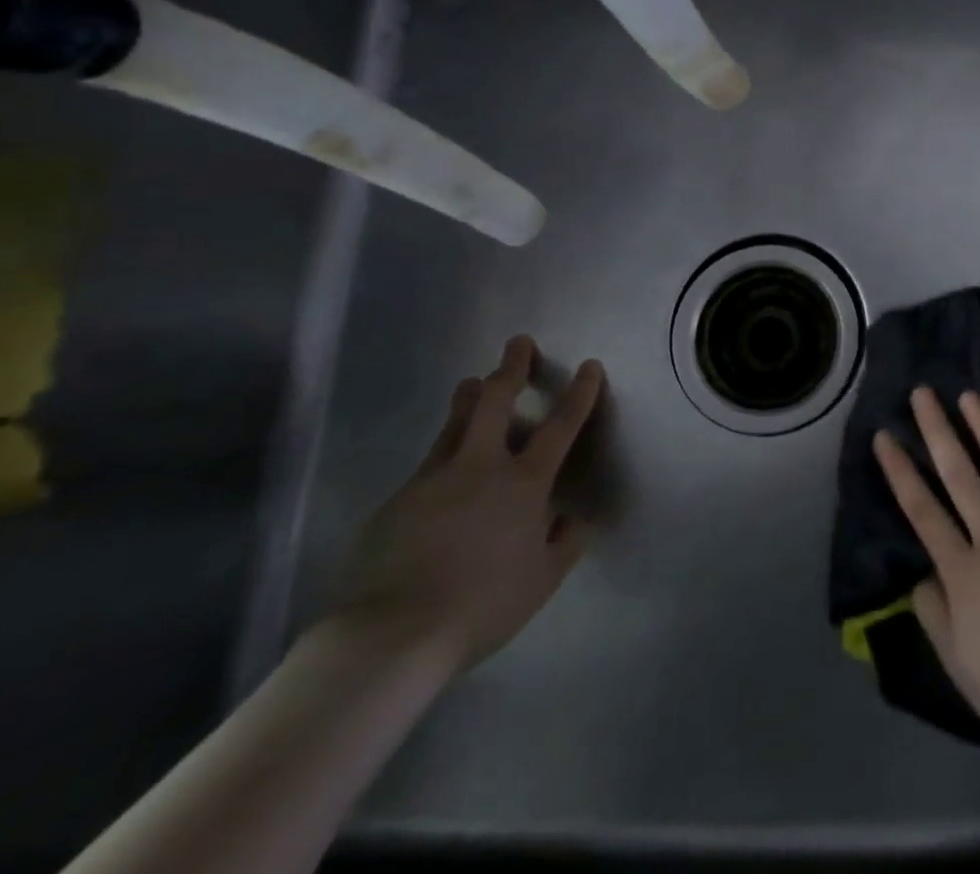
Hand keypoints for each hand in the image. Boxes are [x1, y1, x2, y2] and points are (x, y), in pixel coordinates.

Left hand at [327, 336, 601, 677]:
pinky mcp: (396, 501)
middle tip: (518, 343)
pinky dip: (442, 455)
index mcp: (523, 483)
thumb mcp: (541, 581)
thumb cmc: (481, 606)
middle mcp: (479, 467)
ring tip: (472, 381)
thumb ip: (565, 544)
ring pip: (454, 423)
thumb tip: (577, 519)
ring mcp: (432, 479)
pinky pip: (426, 466)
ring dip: (468, 396)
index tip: (589, 365)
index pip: (561, 426)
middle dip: (511, 368)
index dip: (579, 393)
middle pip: (496, 401)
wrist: (389, 636)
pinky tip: (441, 472)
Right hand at [873, 386, 979, 759]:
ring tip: (971, 397)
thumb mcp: (954, 659)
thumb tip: (923, 571)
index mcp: (963, 570)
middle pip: (961, 476)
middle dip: (939, 431)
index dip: (900, 471)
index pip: (922, 510)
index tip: (884, 435)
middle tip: (924, 394)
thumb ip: (933, 608)